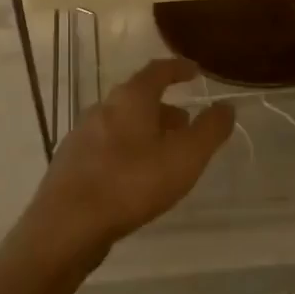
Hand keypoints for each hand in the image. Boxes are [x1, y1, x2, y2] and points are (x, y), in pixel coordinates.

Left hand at [28, 58, 233, 252]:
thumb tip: (226, 106)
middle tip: (186, 123)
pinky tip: (135, 177)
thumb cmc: (132, 183)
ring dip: (146, 131)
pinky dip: (127, 151)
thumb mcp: (185, 157)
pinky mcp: (72, 163)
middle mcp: (102, 109)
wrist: (68, 224)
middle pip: (138, 99)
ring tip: (165, 154)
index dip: (178, 69)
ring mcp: (82, 135)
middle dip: (164, 108)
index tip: (194, 72)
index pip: (157, 71)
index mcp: (130, 99)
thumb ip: (209, 130)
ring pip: (122, 124)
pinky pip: (107, 147)